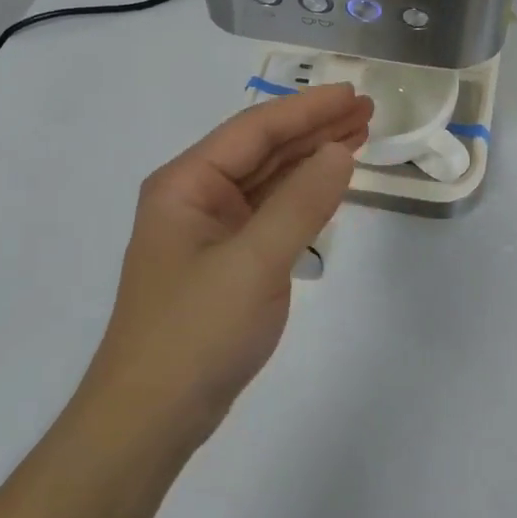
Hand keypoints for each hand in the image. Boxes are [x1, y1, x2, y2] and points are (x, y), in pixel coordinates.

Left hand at [78, 83, 372, 455]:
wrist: (149, 422)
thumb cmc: (195, 333)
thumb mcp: (254, 262)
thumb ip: (301, 202)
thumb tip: (341, 151)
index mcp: (187, 183)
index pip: (256, 130)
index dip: (307, 109)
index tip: (354, 95)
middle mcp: (195, 197)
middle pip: (263, 149)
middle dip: (314, 128)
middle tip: (367, 111)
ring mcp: (210, 231)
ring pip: (269, 180)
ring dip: (312, 158)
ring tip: (359, 136)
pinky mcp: (226, 261)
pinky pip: (270, 213)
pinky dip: (303, 197)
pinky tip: (330, 184)